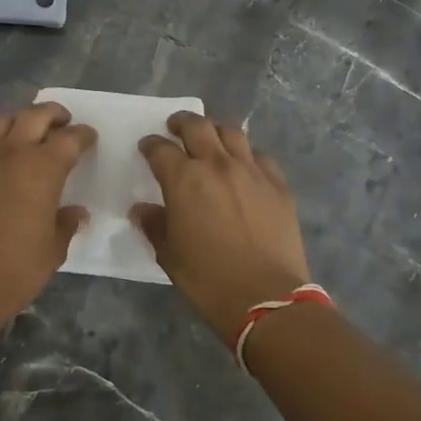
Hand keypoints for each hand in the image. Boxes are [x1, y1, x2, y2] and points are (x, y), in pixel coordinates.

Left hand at [0, 101, 96, 338]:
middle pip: (34, 115)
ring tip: (28, 135)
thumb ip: (66, 223)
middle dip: (53, 114)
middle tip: (63, 122)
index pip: (70, 138)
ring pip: (2, 123)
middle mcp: (11, 153)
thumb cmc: (15, 269)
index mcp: (42, 168)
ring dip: (20, 122)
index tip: (89, 138)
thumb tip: (76, 212)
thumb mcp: (53, 250)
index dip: (83, 135)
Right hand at [133, 111, 310, 344]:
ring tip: (211, 139)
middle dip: (182, 122)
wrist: (266, 297)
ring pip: (232, 133)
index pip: (161, 149)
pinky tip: (244, 167)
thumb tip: (142, 210)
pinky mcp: (278, 185)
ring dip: (216, 131)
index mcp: (184, 179)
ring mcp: (251, 171)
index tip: (147, 147)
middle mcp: (217, 165)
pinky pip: (261, 157)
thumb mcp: (169, 255)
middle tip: (175, 127)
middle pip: (197, 126)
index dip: (150, 145)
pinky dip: (247, 155)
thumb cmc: (208, 279)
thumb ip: (154, 225)